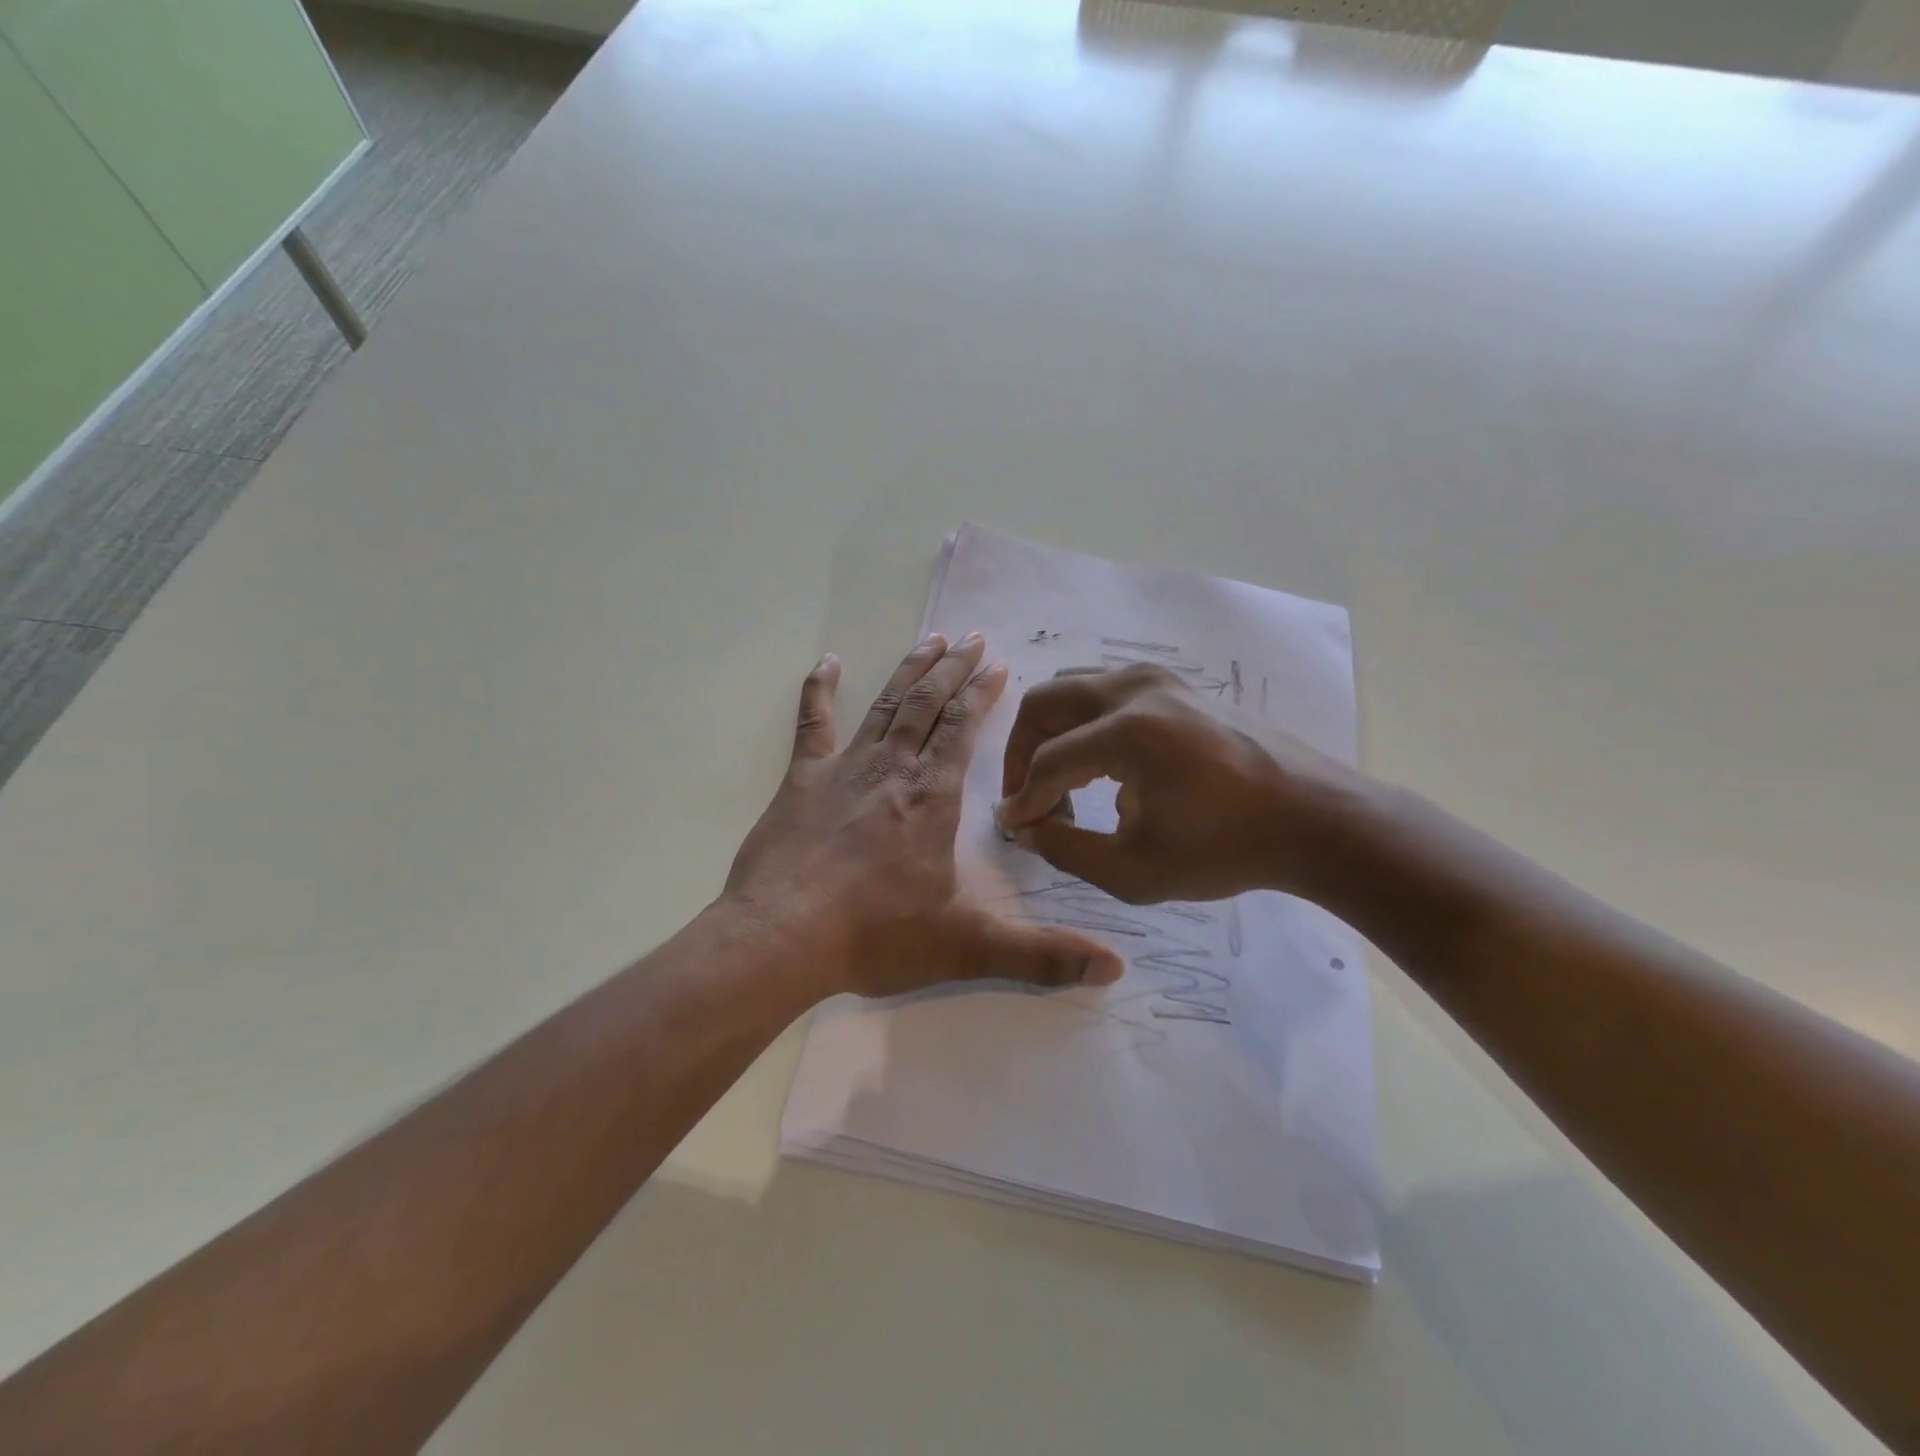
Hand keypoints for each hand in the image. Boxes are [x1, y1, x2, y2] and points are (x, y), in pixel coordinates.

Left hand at [724, 635, 1125, 999]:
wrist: (781, 940)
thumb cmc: (875, 937)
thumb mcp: (966, 948)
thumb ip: (1041, 956)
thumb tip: (1115, 968)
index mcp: (933, 797)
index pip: (964, 729)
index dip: (982, 694)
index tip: (998, 666)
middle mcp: (893, 769)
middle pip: (929, 704)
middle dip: (954, 669)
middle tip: (973, 638)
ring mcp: (844, 769)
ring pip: (886, 705)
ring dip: (911, 670)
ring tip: (931, 639)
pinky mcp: (801, 780)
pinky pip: (812, 723)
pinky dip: (818, 689)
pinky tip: (827, 662)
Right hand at [996, 665, 1367, 904]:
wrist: (1313, 819)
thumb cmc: (1227, 850)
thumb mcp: (1136, 870)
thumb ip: (1066, 850)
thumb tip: (1025, 827)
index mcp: (1128, 732)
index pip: (1047, 762)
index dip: (1023, 800)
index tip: (1015, 829)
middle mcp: (1135, 689)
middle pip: (1044, 703)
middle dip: (1022, 752)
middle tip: (1028, 797)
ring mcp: (1158, 678)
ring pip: (1072, 689)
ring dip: (1053, 735)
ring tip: (1063, 786)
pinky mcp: (1175, 684)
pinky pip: (1105, 692)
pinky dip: (1086, 725)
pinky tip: (1104, 771)